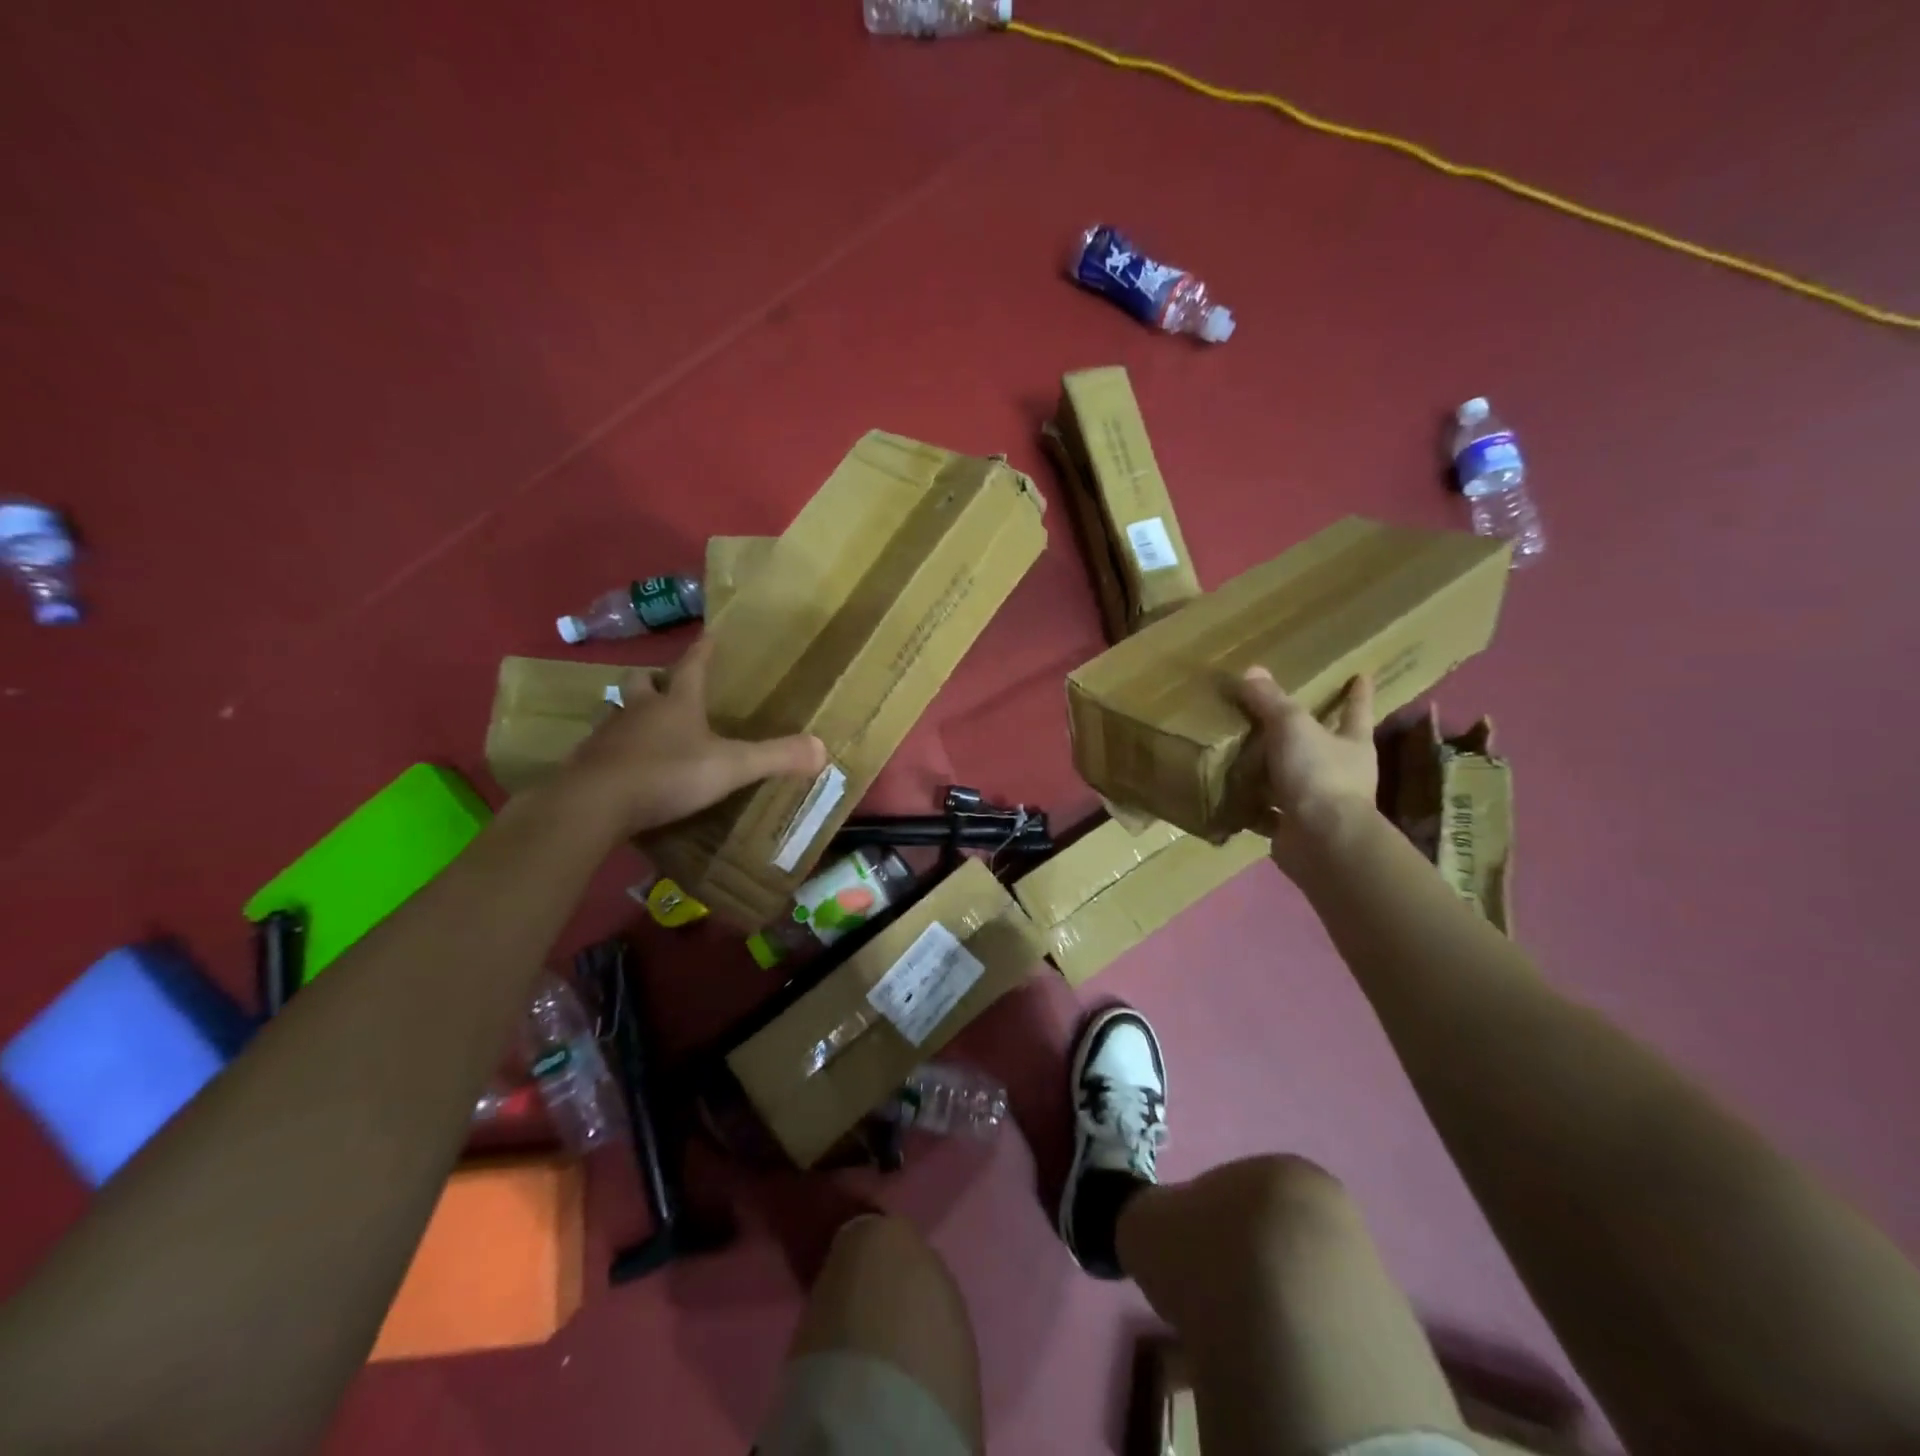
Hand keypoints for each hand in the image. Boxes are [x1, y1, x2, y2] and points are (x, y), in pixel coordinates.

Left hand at [562, 636, 826, 836]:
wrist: (594, 804)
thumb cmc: (667, 774)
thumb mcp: (730, 767)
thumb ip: (775, 757)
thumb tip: (823, 748)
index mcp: (676, 704)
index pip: (693, 666)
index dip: (704, 651)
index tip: (710, 634)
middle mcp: (639, 710)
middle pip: (641, 682)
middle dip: (654, 680)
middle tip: (665, 686)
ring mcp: (609, 735)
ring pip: (618, 712)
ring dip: (630, 713)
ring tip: (644, 726)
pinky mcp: (588, 763)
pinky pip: (603, 748)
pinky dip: (616, 750)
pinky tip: (625, 766)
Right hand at [1236, 668, 1376, 868]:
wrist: (1322, 840)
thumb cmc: (1318, 774)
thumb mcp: (1292, 727)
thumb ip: (1271, 701)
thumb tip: (1252, 670)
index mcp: (1352, 745)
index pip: (1356, 711)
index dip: (1357, 694)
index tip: (1361, 676)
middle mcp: (1342, 774)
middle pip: (1325, 747)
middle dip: (1308, 736)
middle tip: (1280, 720)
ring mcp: (1320, 805)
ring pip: (1294, 782)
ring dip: (1273, 774)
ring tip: (1243, 758)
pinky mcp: (1296, 829)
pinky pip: (1270, 813)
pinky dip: (1254, 807)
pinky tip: (1232, 798)